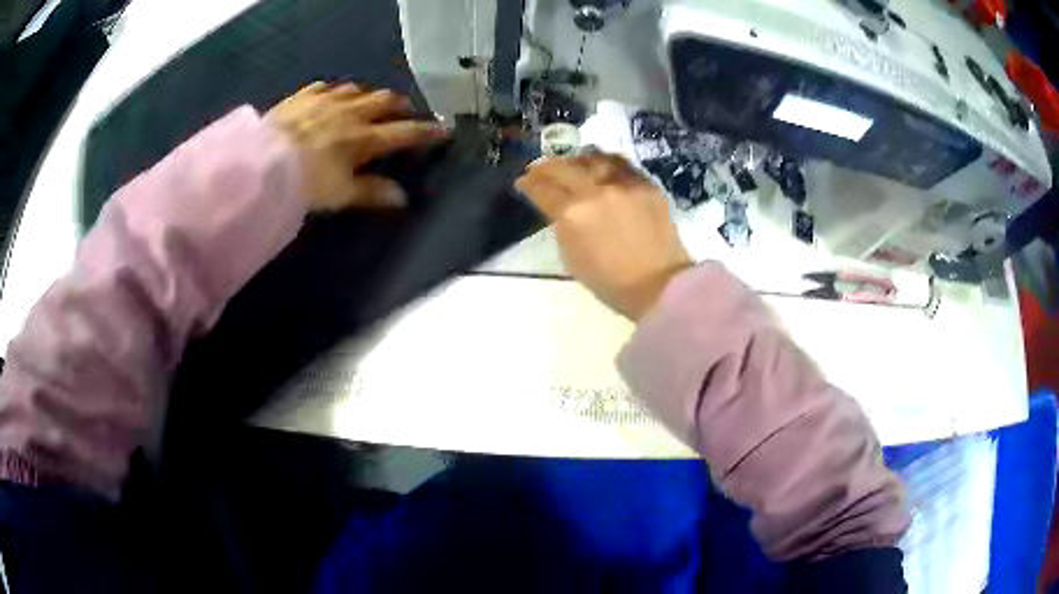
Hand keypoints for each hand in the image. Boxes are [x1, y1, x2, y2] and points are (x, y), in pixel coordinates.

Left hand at [267, 81, 446, 210]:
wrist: (263, 163)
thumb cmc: (305, 182)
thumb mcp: (340, 194)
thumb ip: (371, 192)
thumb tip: (402, 198)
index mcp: (363, 138)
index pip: (404, 133)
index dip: (426, 132)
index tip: (445, 130)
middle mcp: (349, 113)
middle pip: (383, 101)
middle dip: (399, 105)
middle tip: (405, 110)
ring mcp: (325, 101)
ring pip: (356, 90)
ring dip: (367, 95)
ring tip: (368, 101)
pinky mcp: (302, 97)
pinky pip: (323, 87)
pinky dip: (332, 91)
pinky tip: (330, 95)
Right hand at [515, 153, 692, 319]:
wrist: (659, 286)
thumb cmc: (611, 283)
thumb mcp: (572, 258)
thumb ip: (562, 226)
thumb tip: (559, 208)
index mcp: (572, 214)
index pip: (542, 189)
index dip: (528, 183)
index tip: (523, 182)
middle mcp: (596, 191)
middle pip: (563, 167)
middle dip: (546, 167)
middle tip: (540, 170)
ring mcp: (624, 184)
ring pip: (593, 158)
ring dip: (576, 160)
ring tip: (572, 165)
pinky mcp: (647, 185)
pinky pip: (621, 164)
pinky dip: (605, 163)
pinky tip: (601, 167)